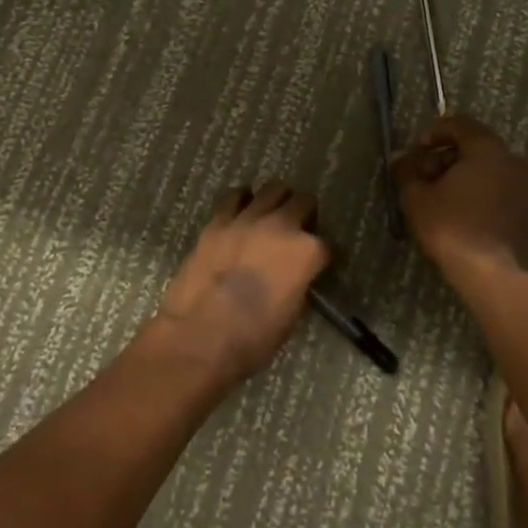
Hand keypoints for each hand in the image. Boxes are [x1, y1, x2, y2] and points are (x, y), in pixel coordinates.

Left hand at [155, 182, 330, 381]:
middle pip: (303, 202)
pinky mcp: (218, 221)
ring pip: (272, 190)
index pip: (326, 244)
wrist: (200, 337)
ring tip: (272, 213)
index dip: (322, 255)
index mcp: (306, 252)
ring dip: (277, 200)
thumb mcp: (292, 315)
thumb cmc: (253, 338)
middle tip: (299, 228)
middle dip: (306, 213)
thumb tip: (294, 276)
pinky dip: (242, 199)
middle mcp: (282, 226)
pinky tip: (242, 208)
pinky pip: (234, 197)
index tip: (317, 263)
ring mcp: (248, 219)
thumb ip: (298, 284)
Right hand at [391, 114, 527, 273]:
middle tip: (425, 176)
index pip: (460, 124)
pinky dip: (480, 194)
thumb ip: (407, 171)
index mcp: (487, 149)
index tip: (417, 149)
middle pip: (475, 147)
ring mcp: (525, 187)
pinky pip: (499, 191)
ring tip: (441, 197)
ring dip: (464, 177)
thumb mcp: (417, 196)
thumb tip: (399, 158)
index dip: (435, 132)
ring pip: (489, 170)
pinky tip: (462, 213)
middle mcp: (512, 161)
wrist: (490, 273)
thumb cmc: (450, 226)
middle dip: (447, 157)